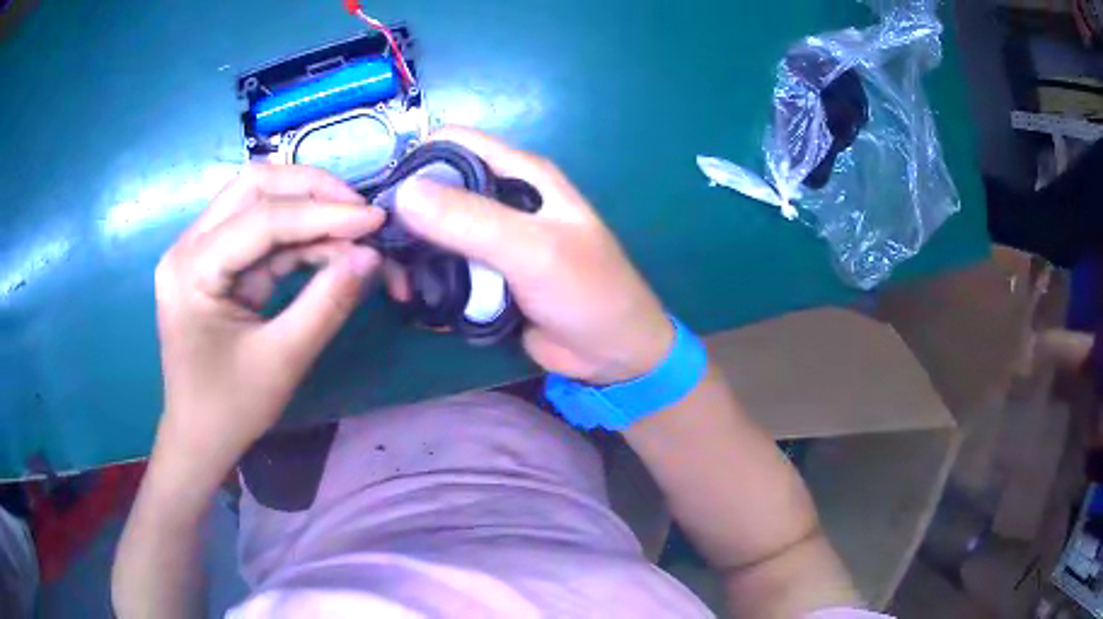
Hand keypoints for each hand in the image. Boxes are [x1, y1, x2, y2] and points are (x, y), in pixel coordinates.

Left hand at [153, 165, 382, 469]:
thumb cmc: (229, 410)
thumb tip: (372, 256)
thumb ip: (327, 303)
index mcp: (191, 269)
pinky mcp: (216, 263)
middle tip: (361, 212)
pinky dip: (299, 237)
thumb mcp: (281, 361)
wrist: (199, 440)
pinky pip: (261, 232)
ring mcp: (200, 251)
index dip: (321, 213)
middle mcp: (189, 246)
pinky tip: (330, 248)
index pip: (261, 219)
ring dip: (309, 210)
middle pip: (254, 187)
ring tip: (353, 231)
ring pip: (259, 201)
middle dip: (312, 191)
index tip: (375, 219)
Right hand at [396, 127, 672, 384]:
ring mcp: (492, 240)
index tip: (384, 198)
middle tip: (386, 254)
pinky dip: (429, 282)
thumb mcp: (532, 250)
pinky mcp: (486, 275)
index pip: (455, 143)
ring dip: (414, 258)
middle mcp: (503, 198)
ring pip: (434, 234)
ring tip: (402, 289)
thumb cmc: (588, 293)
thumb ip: (470, 220)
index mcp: (522, 174)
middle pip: (436, 190)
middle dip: (406, 218)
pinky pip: (445, 269)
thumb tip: (403, 191)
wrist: (611, 355)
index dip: (416, 160)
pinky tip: (419, 303)